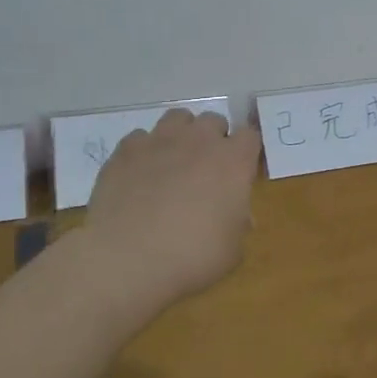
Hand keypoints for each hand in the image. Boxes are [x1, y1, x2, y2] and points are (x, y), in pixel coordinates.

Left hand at [83, 110, 262, 311]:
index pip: (250, 136)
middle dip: (214, 138)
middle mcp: (199, 141)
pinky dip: (145, 150)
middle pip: (213, 120)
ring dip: (181, 134)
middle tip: (207, 168)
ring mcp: (159, 141)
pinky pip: (140, 137)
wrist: (127, 259)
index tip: (241, 170)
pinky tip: (140, 174)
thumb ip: (238, 224)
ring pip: (177, 118)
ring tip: (174, 160)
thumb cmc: (191, 257)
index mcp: (233, 162)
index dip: (246, 151)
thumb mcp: (232, 250)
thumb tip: (237, 216)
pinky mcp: (126, 151)